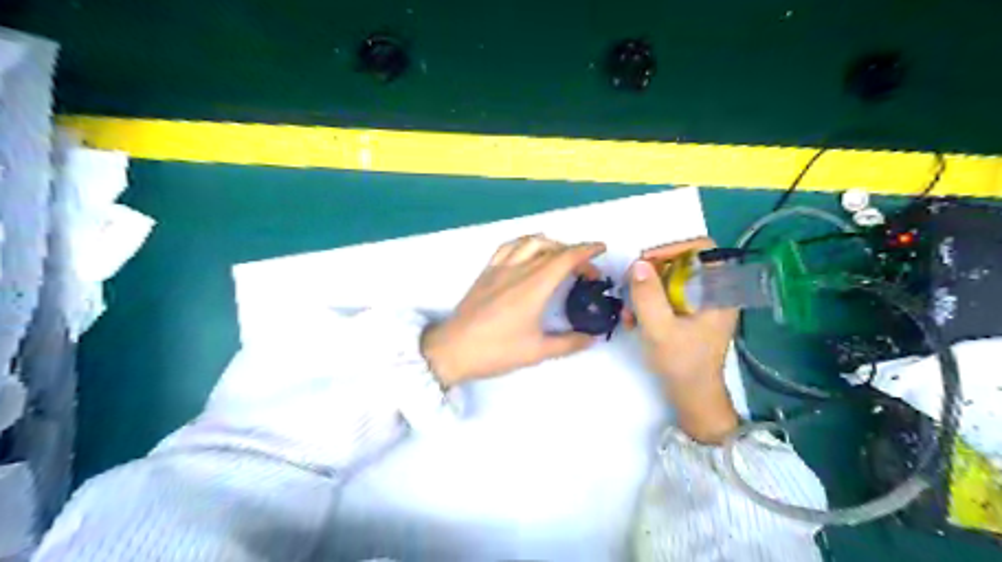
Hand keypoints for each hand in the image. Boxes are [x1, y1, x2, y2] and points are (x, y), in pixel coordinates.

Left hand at [419, 235, 606, 387]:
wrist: (453, 349)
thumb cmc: (496, 351)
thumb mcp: (537, 351)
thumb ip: (568, 343)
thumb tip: (591, 339)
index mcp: (534, 287)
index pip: (566, 257)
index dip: (587, 250)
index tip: (602, 249)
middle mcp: (519, 270)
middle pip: (552, 248)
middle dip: (575, 253)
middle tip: (585, 272)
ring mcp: (500, 268)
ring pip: (530, 241)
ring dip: (551, 244)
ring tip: (561, 257)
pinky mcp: (486, 271)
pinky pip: (509, 246)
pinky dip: (525, 243)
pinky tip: (528, 253)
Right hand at [629, 238, 738, 443]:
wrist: (692, 396)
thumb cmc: (682, 364)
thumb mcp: (660, 329)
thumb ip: (648, 296)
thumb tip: (638, 263)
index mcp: (719, 291)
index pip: (703, 249)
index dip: (673, 248)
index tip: (646, 262)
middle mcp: (714, 291)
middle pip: (681, 263)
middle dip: (651, 274)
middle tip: (630, 287)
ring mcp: (702, 303)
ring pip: (670, 279)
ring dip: (645, 291)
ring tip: (629, 311)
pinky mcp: (690, 313)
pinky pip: (667, 295)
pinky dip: (649, 302)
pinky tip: (634, 319)